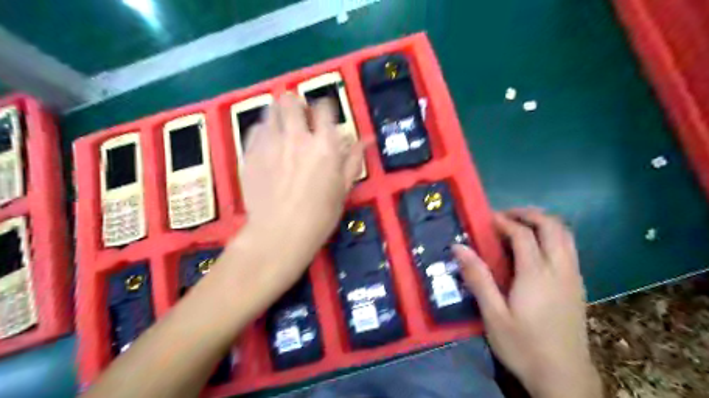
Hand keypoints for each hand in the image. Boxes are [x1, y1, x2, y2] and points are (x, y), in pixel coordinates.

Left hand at [238, 91, 364, 298]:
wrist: (278, 235)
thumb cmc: (318, 216)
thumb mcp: (343, 189)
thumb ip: (353, 160)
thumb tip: (366, 139)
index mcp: (324, 145)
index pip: (324, 108)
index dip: (325, 108)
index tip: (324, 116)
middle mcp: (297, 136)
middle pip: (292, 101)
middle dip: (297, 104)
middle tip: (300, 116)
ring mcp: (270, 143)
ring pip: (271, 110)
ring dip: (279, 112)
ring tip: (283, 125)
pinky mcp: (250, 153)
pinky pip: (255, 129)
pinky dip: (263, 129)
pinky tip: (267, 142)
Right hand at [457, 208, 599, 397]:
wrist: (564, 378)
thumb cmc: (523, 346)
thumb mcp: (493, 315)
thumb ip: (477, 278)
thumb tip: (458, 247)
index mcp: (537, 274)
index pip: (523, 234)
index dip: (504, 221)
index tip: (486, 219)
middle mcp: (560, 269)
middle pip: (552, 226)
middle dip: (528, 214)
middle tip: (505, 216)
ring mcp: (573, 276)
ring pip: (565, 235)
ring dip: (543, 222)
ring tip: (520, 225)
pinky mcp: (578, 285)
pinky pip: (569, 247)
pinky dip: (553, 236)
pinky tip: (536, 248)